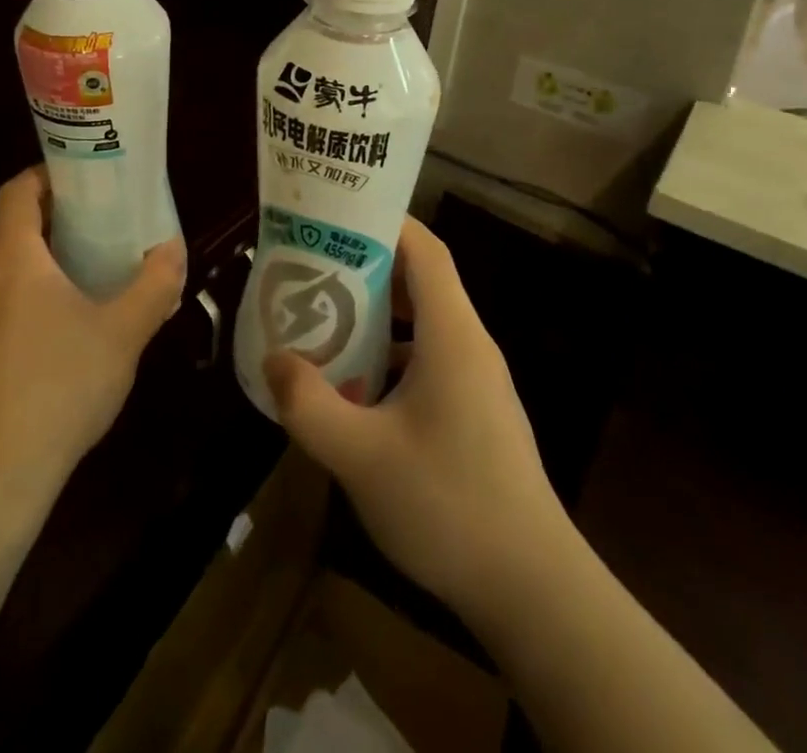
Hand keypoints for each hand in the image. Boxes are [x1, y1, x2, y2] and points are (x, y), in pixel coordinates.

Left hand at [0, 167, 185, 509]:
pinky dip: (23, 284)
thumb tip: (173, 249)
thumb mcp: (125, 332)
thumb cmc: (63, 386)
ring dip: (32, 247)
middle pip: (3, 223)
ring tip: (80, 259)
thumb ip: (154, 285)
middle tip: (92, 212)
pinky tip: (58, 316)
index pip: (15, 193)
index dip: (44, 175)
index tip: (83, 176)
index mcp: (14, 261)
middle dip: (43, 208)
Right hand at [264, 217, 572, 623]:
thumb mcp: (361, 455)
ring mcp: (478, 380)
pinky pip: (430, 360)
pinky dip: (392, 356)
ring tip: (325, 321)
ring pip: (424, 324)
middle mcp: (470, 344)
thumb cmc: (448, 505)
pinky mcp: (477, 412)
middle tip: (313, 269)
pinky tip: (356, 389)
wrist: (533, 589)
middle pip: (420, 280)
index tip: (335, 218)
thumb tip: (273, 359)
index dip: (384, 222)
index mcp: (452, 334)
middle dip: (366, 268)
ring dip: (377, 317)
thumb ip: (309, 404)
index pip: (425, 249)